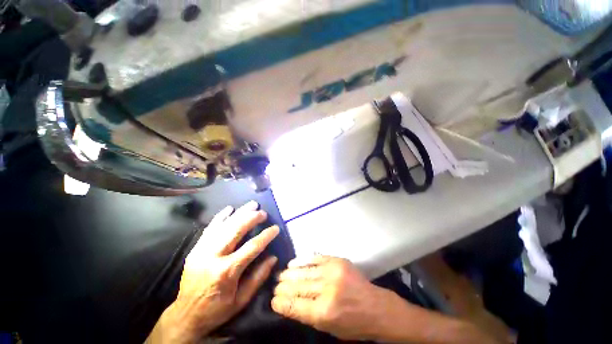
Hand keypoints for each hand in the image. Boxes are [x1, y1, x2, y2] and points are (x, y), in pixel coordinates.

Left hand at [148, 201, 279, 343]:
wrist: (185, 315)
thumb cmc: (217, 309)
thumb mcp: (241, 299)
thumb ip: (258, 277)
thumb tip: (273, 257)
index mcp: (227, 271)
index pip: (252, 247)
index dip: (266, 235)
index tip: (276, 228)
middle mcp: (213, 256)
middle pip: (236, 230)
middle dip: (252, 218)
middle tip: (263, 213)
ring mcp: (202, 250)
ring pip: (224, 225)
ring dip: (240, 213)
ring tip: (252, 205)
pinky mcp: (195, 249)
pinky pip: (209, 228)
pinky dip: (220, 216)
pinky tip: (230, 208)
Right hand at [271, 256, 392, 340]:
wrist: (376, 307)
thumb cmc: (352, 323)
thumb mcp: (329, 328)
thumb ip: (307, 315)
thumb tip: (287, 304)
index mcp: (325, 312)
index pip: (295, 306)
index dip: (281, 302)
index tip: (273, 300)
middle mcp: (327, 289)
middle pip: (298, 286)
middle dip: (283, 287)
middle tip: (275, 286)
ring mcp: (333, 272)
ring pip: (304, 271)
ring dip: (289, 274)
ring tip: (280, 275)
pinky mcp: (337, 260)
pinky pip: (315, 258)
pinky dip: (302, 260)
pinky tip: (292, 263)